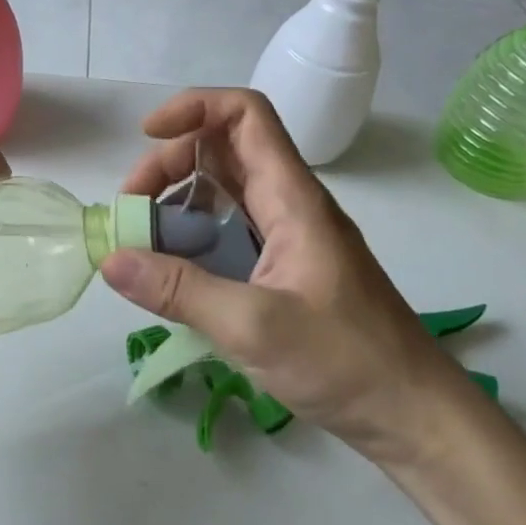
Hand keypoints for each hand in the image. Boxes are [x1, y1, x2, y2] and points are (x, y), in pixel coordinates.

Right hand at [101, 88, 465, 463]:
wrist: (415, 417)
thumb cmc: (347, 361)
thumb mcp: (254, 326)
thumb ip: (180, 290)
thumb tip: (110, 260)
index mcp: (291, 197)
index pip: (245, 115)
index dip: (194, 108)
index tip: (146, 137)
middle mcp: (287, 203)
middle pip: (221, 149)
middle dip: (168, 164)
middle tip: (133, 211)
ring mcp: (285, 235)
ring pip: (221, 191)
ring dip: (176, 203)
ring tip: (143, 243)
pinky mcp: (281, 267)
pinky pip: (227, 231)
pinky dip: (191, 238)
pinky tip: (171, 275)